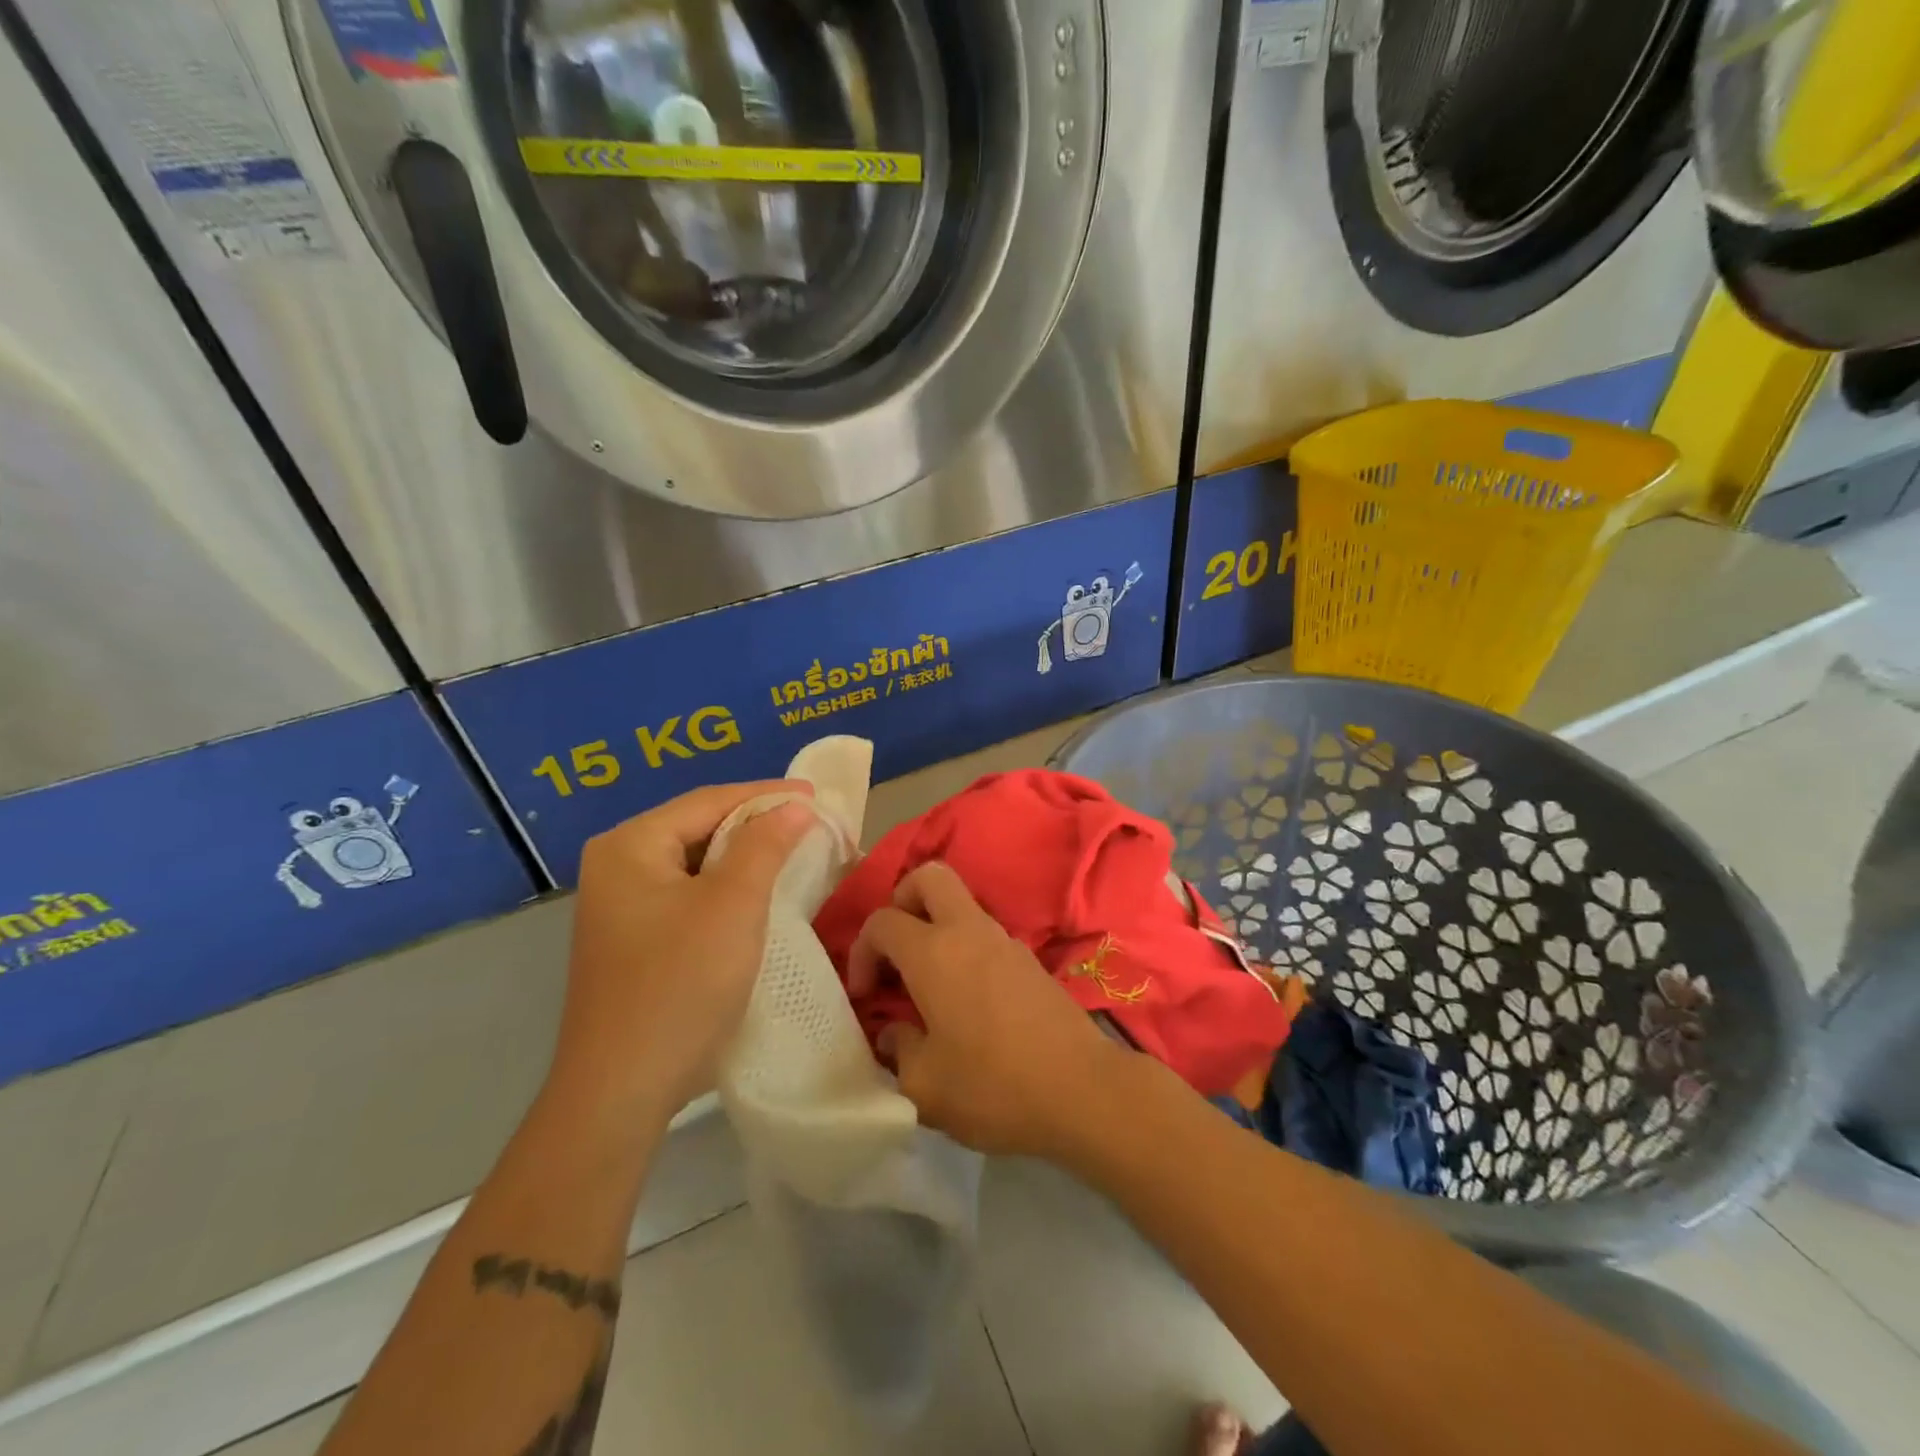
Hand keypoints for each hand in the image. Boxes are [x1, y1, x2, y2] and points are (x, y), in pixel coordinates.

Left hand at [549, 782, 813, 1124]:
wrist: (621, 1090)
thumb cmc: (680, 985)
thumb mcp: (733, 905)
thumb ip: (765, 845)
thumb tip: (794, 806)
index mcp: (630, 845)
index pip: (709, 801)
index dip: (768, 795)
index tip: (818, 795)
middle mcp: (617, 865)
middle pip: (700, 828)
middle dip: (758, 826)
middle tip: (812, 827)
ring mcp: (621, 906)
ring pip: (698, 864)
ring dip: (747, 859)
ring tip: (796, 856)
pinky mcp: (633, 939)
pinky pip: (689, 895)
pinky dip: (728, 890)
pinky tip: (760, 897)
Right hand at [847, 862, 1134, 1159]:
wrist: (1081, 1090)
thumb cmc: (993, 1086)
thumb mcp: (924, 1085)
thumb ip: (898, 1049)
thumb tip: (893, 1033)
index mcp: (934, 952)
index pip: (882, 921)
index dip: (861, 952)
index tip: (865, 995)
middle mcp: (968, 931)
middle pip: (929, 877)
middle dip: (902, 902)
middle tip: (895, 951)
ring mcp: (1004, 941)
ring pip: (960, 904)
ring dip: (935, 928)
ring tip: (926, 985)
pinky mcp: (1029, 960)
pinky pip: (984, 934)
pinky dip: (963, 949)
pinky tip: (965, 1000)